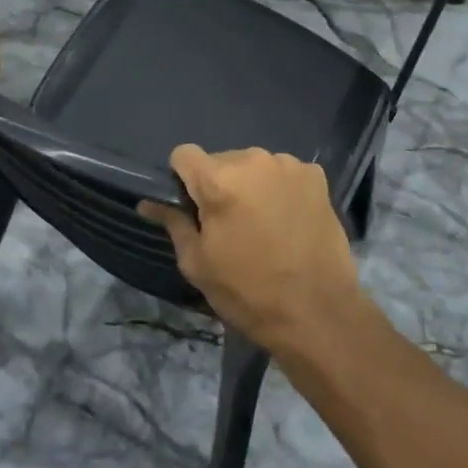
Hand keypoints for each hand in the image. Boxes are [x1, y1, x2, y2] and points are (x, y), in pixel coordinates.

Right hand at [139, 145, 362, 354]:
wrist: (319, 313)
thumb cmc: (249, 292)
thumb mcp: (199, 264)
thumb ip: (173, 224)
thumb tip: (147, 203)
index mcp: (218, 179)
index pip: (184, 154)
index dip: (182, 178)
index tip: (193, 206)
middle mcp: (252, 159)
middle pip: (221, 160)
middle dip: (219, 184)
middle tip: (230, 224)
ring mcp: (287, 164)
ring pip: (254, 165)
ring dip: (251, 185)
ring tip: (264, 225)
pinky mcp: (315, 176)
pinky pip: (284, 173)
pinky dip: (280, 189)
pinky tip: (289, 220)